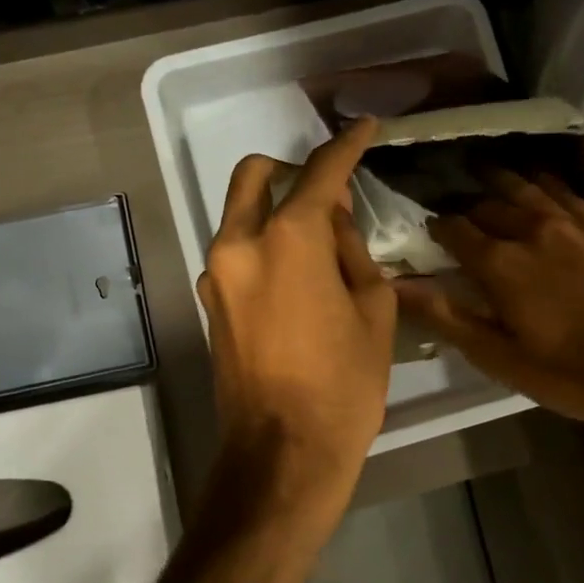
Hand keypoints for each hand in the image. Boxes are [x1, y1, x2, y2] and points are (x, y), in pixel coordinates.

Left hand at [197, 119, 396, 512]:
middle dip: (289, 169)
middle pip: (255, 176)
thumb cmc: (344, 385)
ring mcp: (215, 275)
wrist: (283, 453)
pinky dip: (262, 248)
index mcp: (288, 240)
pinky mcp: (209, 304)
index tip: (364, 128)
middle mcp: (239, 245)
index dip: (346, 146)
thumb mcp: (374, 311)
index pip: (319, 173)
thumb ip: (352, 251)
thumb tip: (334, 221)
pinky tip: (295, 282)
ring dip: (275, 213)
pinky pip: (236, 254)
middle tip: (326, 193)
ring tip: (318, 249)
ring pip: (240, 216)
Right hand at [394, 171, 583, 422]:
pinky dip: (545, 183)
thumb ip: (449, 318)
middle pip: (489, 206)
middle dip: (465, 205)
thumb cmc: (577, 373)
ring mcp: (575, 225)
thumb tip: (399, 286)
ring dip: (500, 180)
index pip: (455, 231)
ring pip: (527, 189)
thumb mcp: (504, 359)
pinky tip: (540, 181)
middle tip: (454, 206)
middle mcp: (534, 232)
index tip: (426, 228)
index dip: (436, 227)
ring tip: (483, 171)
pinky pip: (567, 193)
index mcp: (501, 265)